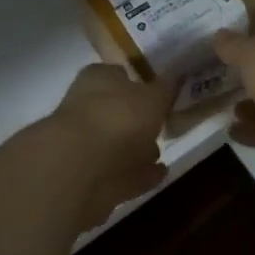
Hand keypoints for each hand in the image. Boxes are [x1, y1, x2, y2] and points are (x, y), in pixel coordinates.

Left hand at [42, 64, 173, 228]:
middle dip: (138, 122)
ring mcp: (84, 145)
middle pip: (116, 112)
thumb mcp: (154, 97)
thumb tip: (174, 77)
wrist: (81, 169)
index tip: (160, 95)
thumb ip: (165, 89)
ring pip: (116, 145)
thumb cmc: (119, 118)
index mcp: (97, 79)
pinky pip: (120, 173)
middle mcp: (85, 107)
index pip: (119, 74)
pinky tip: (159, 174)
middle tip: (162, 127)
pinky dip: (138, 174)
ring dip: (137, 150)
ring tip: (162, 154)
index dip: (139, 84)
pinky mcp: (88, 179)